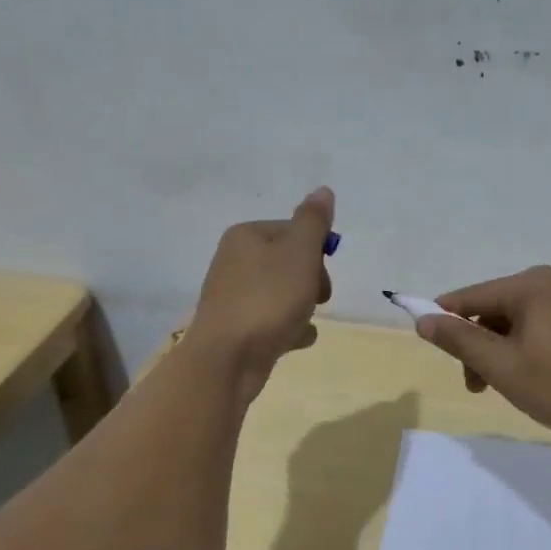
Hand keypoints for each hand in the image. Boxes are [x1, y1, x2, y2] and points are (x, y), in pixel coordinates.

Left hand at [187, 187, 334, 402]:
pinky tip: (296, 340)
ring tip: (302, 323)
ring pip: (284, 293)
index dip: (316, 252)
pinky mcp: (237, 327)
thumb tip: (323, 190)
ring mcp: (234, 296)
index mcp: (246, 236)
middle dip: (312, 281)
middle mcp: (235, 261)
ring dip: (303, 307)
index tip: (321, 273)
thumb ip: (314, 222)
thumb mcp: (299, 253)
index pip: (294, 231)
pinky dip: (289, 329)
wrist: (227, 359)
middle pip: (290, 262)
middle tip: (317, 299)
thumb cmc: (268, 299)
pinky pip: (274, 320)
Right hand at [415, 266, 550, 449]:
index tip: (428, 345)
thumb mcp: (502, 366)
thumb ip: (460, 340)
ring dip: (499, 350)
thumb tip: (423, 319)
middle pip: (494, 308)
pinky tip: (527, 378)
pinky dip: (523, 349)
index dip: (444, 319)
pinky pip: (540, 327)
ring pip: (517, 321)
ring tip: (498, 388)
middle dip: (477, 343)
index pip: (471, 297)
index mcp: (533, 284)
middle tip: (475, 385)